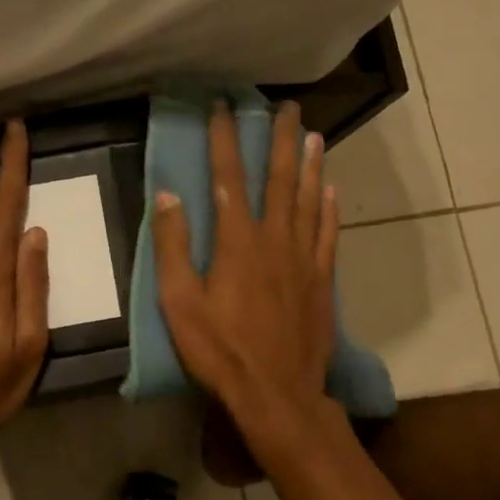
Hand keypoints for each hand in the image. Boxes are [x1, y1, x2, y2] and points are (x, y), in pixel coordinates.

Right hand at [152, 101, 339, 429]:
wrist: (278, 393)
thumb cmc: (220, 349)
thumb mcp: (180, 302)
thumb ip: (173, 246)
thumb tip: (167, 195)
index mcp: (237, 241)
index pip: (228, 178)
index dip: (225, 139)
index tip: (222, 107)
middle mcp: (275, 239)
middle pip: (280, 178)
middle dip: (280, 138)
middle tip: (286, 106)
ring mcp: (304, 258)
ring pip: (310, 198)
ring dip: (310, 163)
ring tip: (312, 133)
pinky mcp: (322, 279)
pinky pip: (328, 233)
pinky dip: (330, 207)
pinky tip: (331, 188)